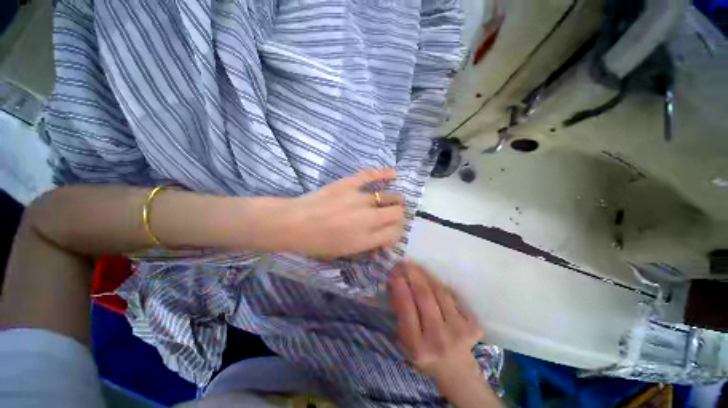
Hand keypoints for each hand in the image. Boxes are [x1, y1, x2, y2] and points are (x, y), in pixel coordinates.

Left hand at [280, 169, 405, 257]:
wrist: (294, 223)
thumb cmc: (317, 243)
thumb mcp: (344, 253)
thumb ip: (367, 246)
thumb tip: (382, 239)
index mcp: (366, 239)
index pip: (395, 233)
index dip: (396, 231)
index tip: (391, 230)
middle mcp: (369, 218)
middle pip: (397, 213)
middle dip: (399, 215)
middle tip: (393, 215)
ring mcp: (360, 199)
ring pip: (390, 196)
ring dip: (396, 199)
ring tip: (394, 199)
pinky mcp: (349, 184)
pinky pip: (371, 175)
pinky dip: (385, 174)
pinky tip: (394, 173)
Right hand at [388, 261, 482, 378]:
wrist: (457, 371)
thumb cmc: (425, 354)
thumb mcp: (405, 341)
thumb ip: (400, 314)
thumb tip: (395, 283)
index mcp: (418, 347)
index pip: (407, 310)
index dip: (400, 288)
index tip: (395, 273)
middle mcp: (440, 339)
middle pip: (425, 296)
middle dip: (413, 274)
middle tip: (405, 262)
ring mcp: (459, 331)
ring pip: (440, 292)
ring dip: (426, 275)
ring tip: (416, 266)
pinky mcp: (473, 325)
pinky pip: (452, 295)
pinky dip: (440, 285)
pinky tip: (431, 280)